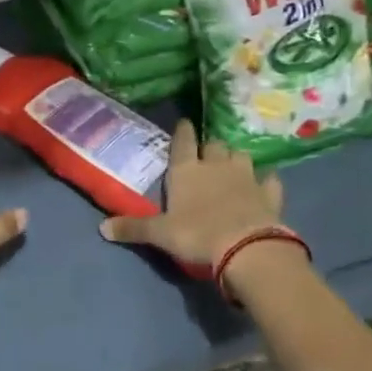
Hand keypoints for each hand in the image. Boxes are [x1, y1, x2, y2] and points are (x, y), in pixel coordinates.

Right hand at [100, 121, 283, 266]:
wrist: (247, 247)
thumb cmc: (197, 235)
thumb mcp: (160, 234)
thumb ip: (133, 228)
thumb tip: (101, 228)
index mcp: (186, 170)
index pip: (182, 141)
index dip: (182, 131)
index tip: (184, 123)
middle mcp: (216, 165)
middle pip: (214, 145)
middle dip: (210, 147)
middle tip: (206, 154)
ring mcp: (246, 177)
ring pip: (241, 156)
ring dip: (236, 159)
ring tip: (233, 165)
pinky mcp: (269, 193)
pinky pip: (270, 180)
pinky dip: (267, 180)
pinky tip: (266, 182)